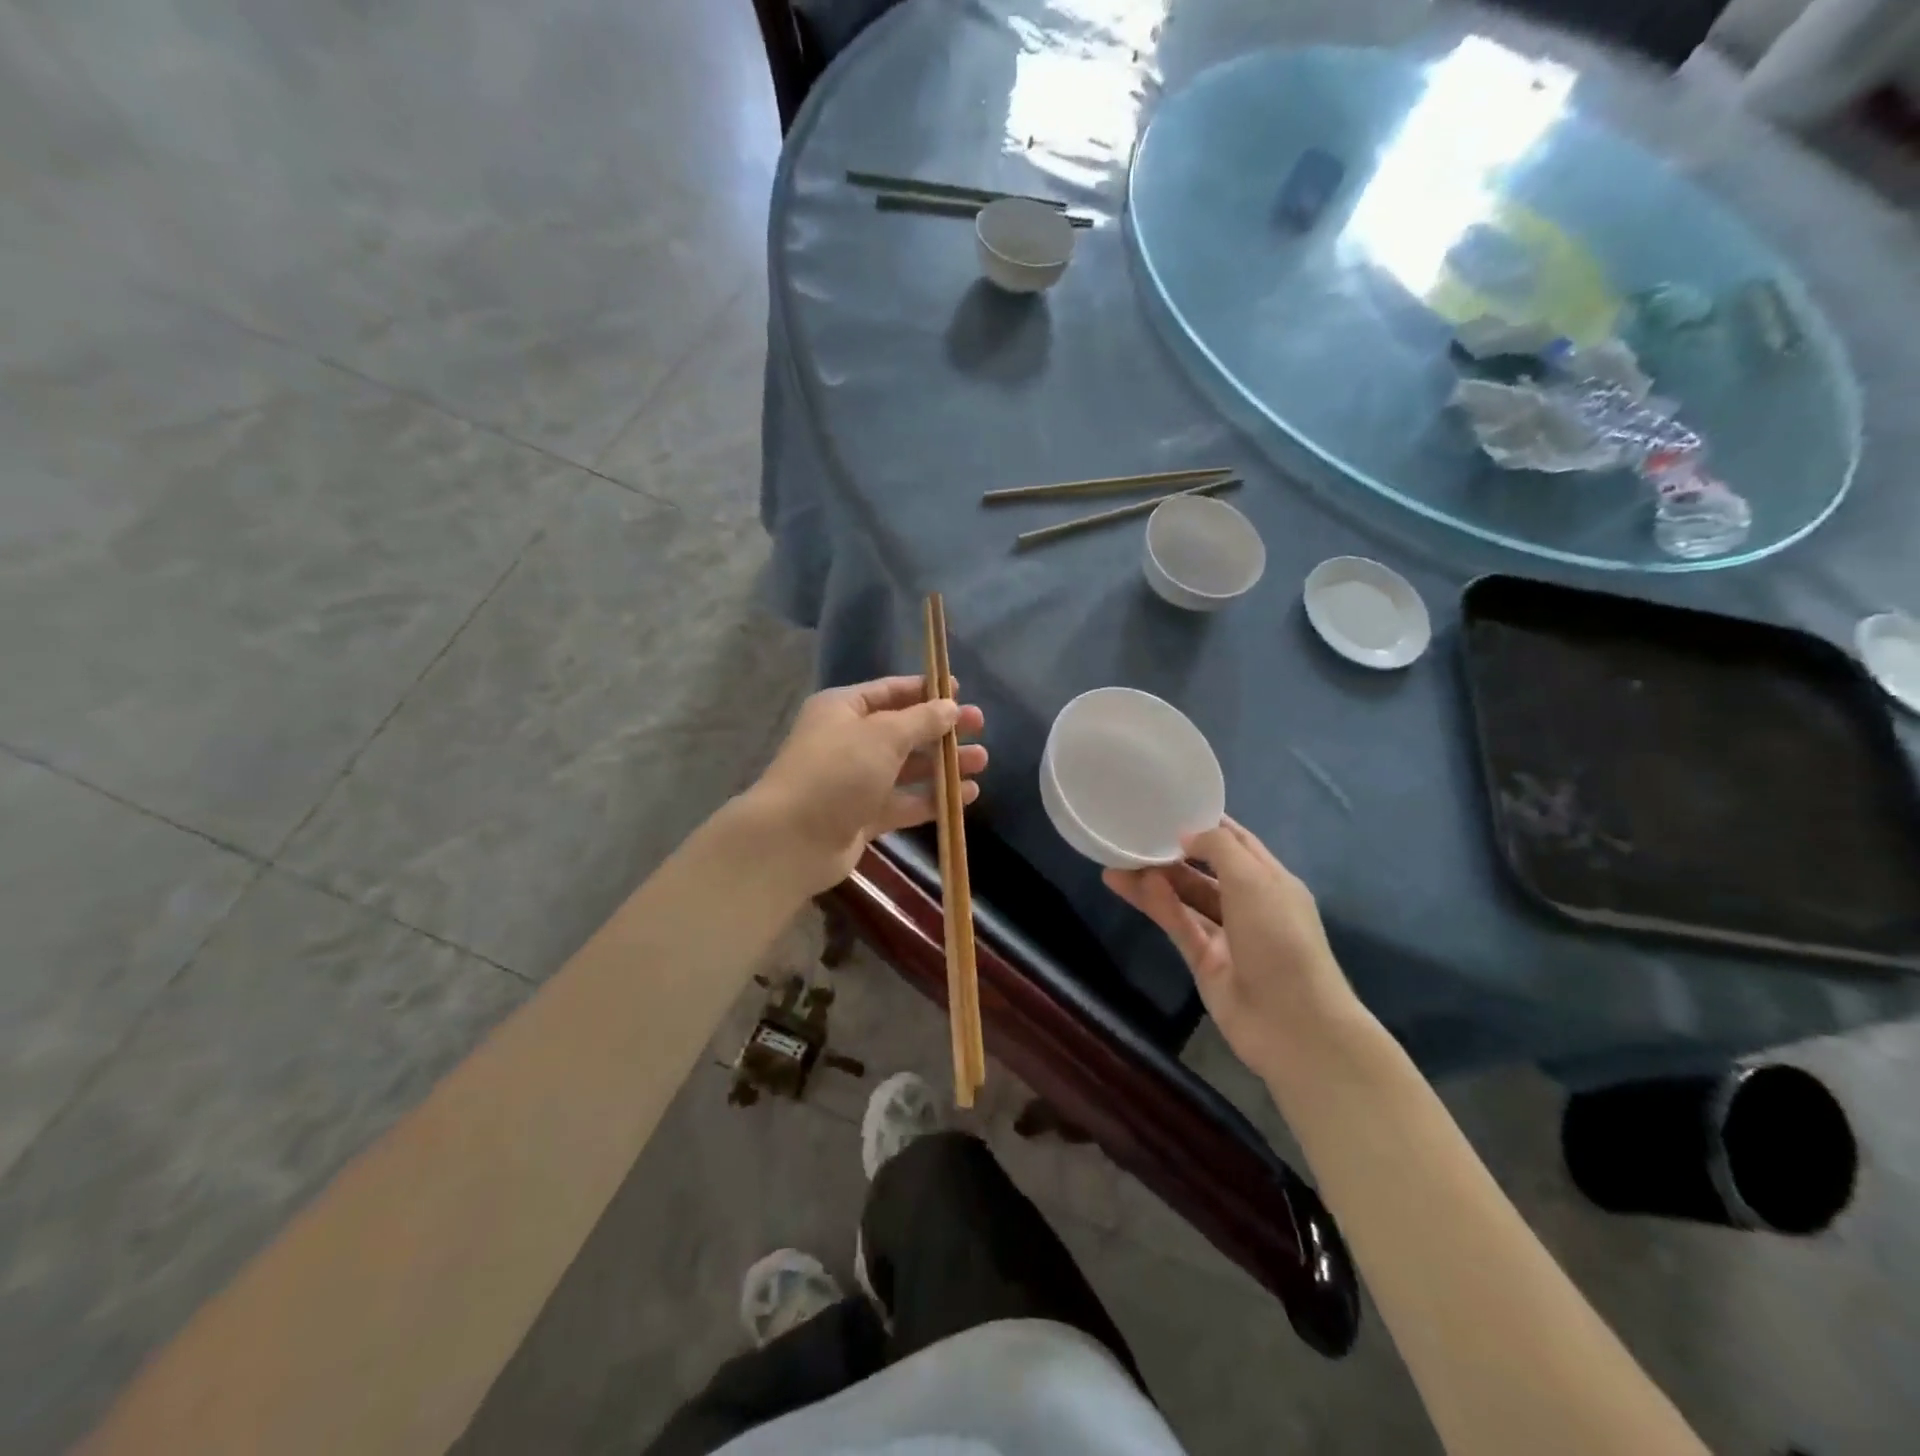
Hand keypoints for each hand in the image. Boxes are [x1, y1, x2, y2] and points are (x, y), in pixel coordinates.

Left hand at [747, 675, 986, 896]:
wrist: (792, 839)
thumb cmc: (837, 772)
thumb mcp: (883, 735)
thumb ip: (921, 720)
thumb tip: (950, 706)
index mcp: (843, 710)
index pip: (890, 692)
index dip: (925, 690)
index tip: (961, 692)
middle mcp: (849, 741)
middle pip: (903, 730)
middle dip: (941, 730)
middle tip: (980, 727)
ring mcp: (856, 781)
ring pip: (907, 768)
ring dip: (943, 765)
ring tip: (981, 762)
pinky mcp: (864, 816)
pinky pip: (905, 802)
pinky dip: (933, 798)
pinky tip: (966, 796)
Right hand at [1104, 818, 1357, 1079]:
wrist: (1293, 1024)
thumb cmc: (1280, 938)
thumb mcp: (1254, 879)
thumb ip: (1218, 848)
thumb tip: (1186, 834)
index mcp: (1272, 881)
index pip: (1238, 843)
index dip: (1208, 824)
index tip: (1172, 805)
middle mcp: (1250, 905)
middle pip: (1206, 871)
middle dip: (1174, 853)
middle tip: (1134, 833)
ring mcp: (1227, 936)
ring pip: (1185, 899)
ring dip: (1155, 879)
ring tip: (1116, 859)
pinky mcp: (1205, 962)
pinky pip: (1178, 925)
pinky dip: (1157, 904)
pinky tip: (1129, 885)